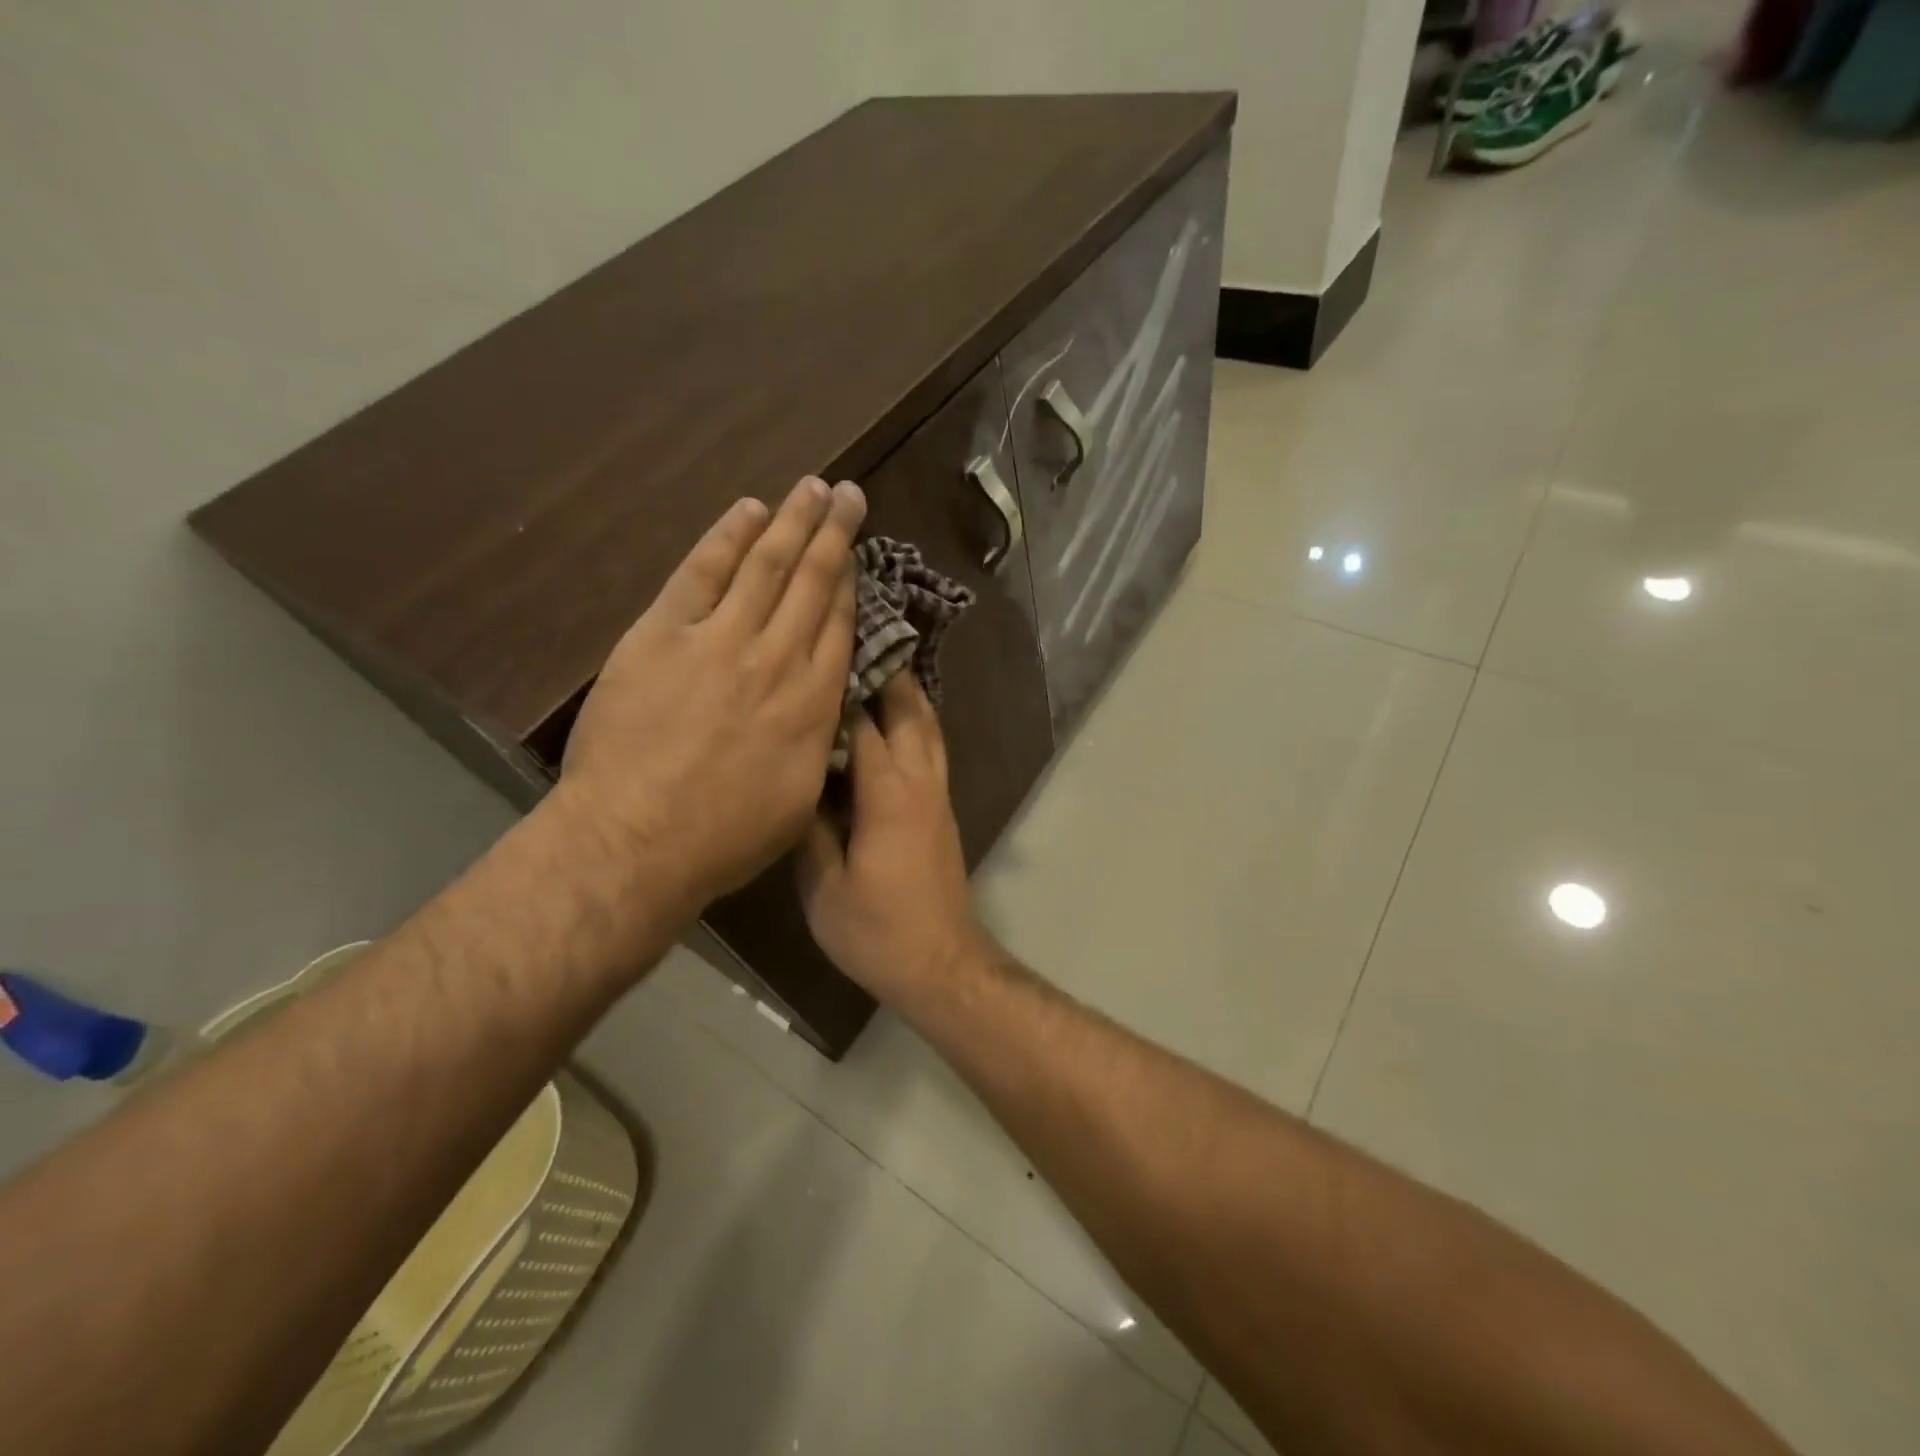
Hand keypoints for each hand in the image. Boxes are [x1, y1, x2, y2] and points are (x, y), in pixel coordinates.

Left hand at [559, 476, 865, 918]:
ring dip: (792, 522)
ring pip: (767, 566)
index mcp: (813, 704)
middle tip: (849, 495)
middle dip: (833, 535)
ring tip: (812, 487)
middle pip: (812, 583)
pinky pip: (702, 573)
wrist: (638, 841)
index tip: (857, 554)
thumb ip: (817, 743)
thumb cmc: (725, 837)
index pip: (838, 628)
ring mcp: (720, 640)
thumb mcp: (799, 799)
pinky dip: (726, 538)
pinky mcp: (664, 634)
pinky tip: (749, 511)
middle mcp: (777, 659)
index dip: (850, 585)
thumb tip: (826, 712)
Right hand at [798, 673, 988, 1004]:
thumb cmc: (877, 930)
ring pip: (928, 726)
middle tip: (858, 637)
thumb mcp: (824, 886)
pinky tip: (893, 719)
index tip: (818, 653)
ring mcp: (937, 794)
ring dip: (907, 692)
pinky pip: (931, 748)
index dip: (841, 686)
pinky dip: (916, 721)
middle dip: (886, 671)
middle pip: (909, 710)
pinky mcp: (942, 809)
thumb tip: (797, 782)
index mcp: (887, 794)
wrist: (940, 962)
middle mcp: (919, 781)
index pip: (863, 723)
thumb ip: (810, 829)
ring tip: (879, 663)